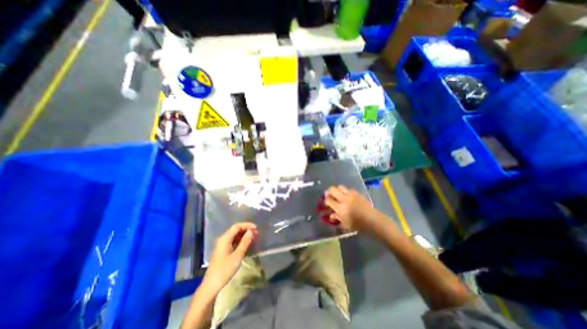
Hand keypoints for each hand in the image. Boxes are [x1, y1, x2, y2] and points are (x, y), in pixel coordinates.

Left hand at [202, 222, 257, 293]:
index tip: (256, 228)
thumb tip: (250, 232)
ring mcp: (222, 246)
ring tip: (253, 238)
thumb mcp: (237, 255)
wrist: (211, 285)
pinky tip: (246, 245)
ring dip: (243, 236)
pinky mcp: (222, 252)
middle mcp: (222, 240)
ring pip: (234, 236)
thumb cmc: (225, 269)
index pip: (237, 226)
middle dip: (246, 230)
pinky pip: (232, 242)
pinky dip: (240, 241)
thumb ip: (245, 242)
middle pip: (235, 230)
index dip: (247, 225)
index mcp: (225, 239)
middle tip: (256, 233)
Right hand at [320, 186, 388, 234]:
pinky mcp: (357, 193)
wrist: (373, 221)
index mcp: (340, 208)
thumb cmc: (358, 225)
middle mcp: (344, 199)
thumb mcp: (345, 224)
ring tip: (337, 194)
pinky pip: (348, 189)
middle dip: (329, 191)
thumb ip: (336, 218)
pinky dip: (345, 191)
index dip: (325, 200)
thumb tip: (330, 215)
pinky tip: (346, 196)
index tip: (325, 202)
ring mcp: (351, 195)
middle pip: (332, 189)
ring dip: (337, 190)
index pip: (329, 200)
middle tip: (329, 195)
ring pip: (340, 187)